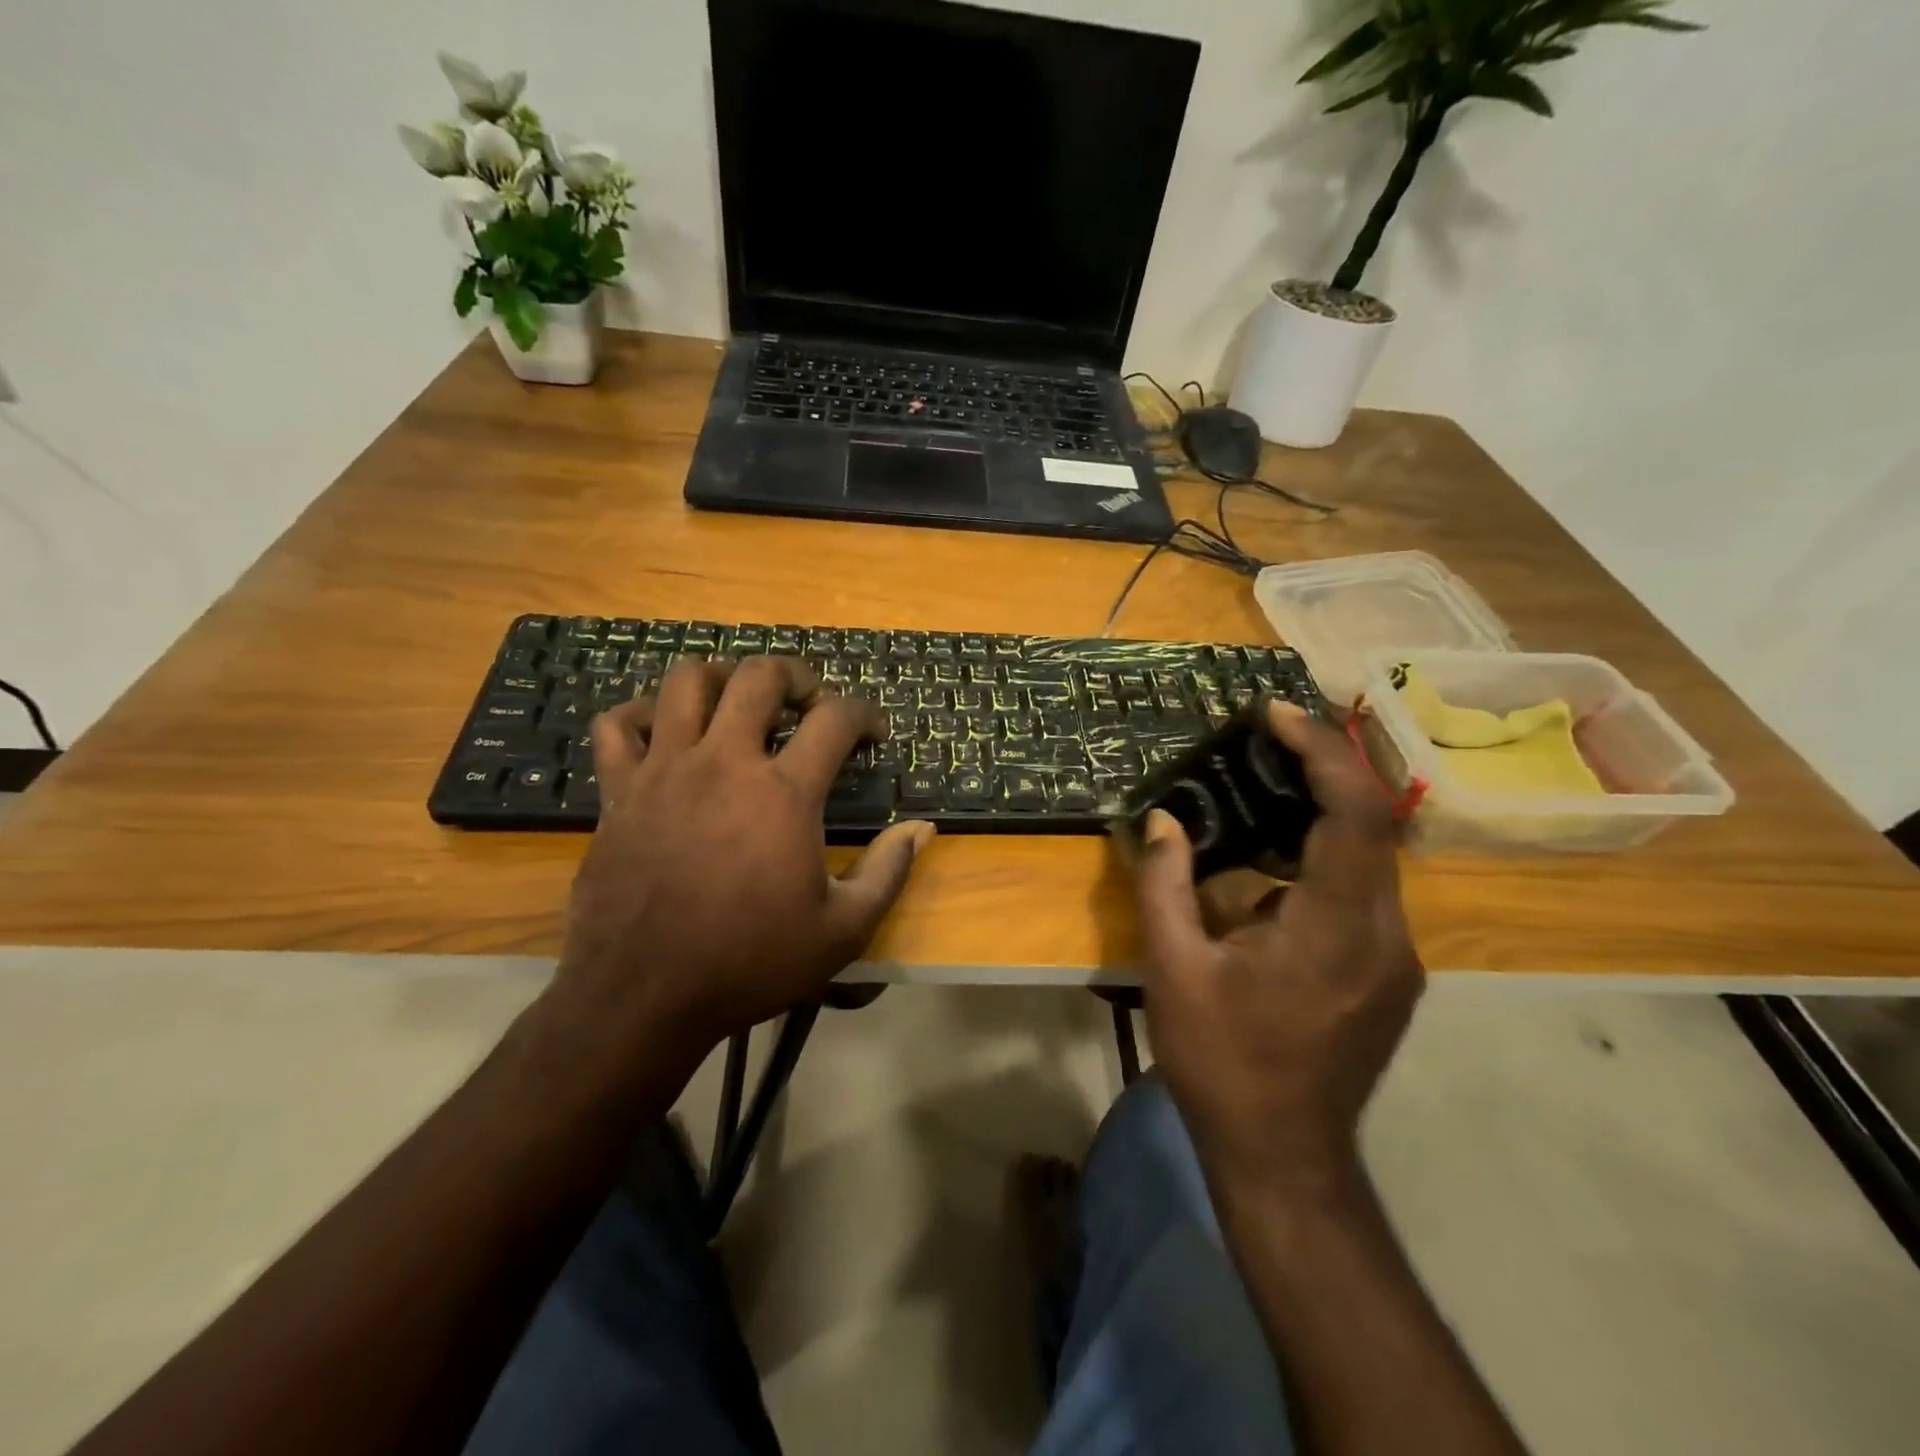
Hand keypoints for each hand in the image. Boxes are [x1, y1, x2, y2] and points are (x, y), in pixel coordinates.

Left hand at [539, 657, 933, 1093]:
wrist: (645, 996)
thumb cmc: (751, 962)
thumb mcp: (843, 931)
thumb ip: (888, 872)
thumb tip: (922, 829)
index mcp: (783, 792)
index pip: (836, 718)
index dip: (865, 714)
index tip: (873, 733)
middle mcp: (724, 762)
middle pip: (758, 677)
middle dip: (794, 675)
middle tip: (808, 700)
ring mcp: (664, 769)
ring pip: (687, 682)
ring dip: (722, 677)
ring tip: (739, 700)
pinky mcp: (619, 790)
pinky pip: (617, 726)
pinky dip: (640, 714)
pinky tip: (662, 731)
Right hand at [1132, 701, 1421, 1196]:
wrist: (1285, 1158)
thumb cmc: (1223, 1062)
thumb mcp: (1173, 969)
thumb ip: (1164, 884)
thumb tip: (1161, 820)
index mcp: (1334, 926)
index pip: (1353, 812)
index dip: (1320, 750)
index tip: (1275, 712)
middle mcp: (1385, 933)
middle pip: (1373, 823)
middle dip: (1324, 767)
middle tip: (1268, 735)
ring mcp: (1396, 958)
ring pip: (1371, 858)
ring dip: (1323, 813)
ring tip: (1265, 788)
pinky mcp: (1390, 975)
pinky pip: (1364, 892)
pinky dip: (1324, 858)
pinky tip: (1272, 869)